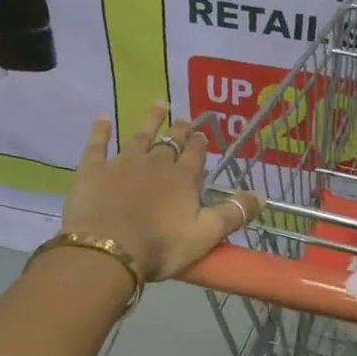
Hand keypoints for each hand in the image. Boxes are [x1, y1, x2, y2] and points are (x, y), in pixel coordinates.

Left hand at [60, 103, 260, 280]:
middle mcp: (155, 163)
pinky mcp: (94, 170)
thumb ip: (233, 214)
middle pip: (171, 142)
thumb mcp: (205, 235)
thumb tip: (262, 195)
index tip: (203, 134)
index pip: (196, 155)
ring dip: (150, 120)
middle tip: (186, 119)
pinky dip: (101, 130)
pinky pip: (98, 144)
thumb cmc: (160, 247)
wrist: (106, 251)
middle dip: (181, 130)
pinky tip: (103, 118)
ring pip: (140, 135)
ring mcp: (123, 163)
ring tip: (159, 104)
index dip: (200, 144)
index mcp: (183, 178)